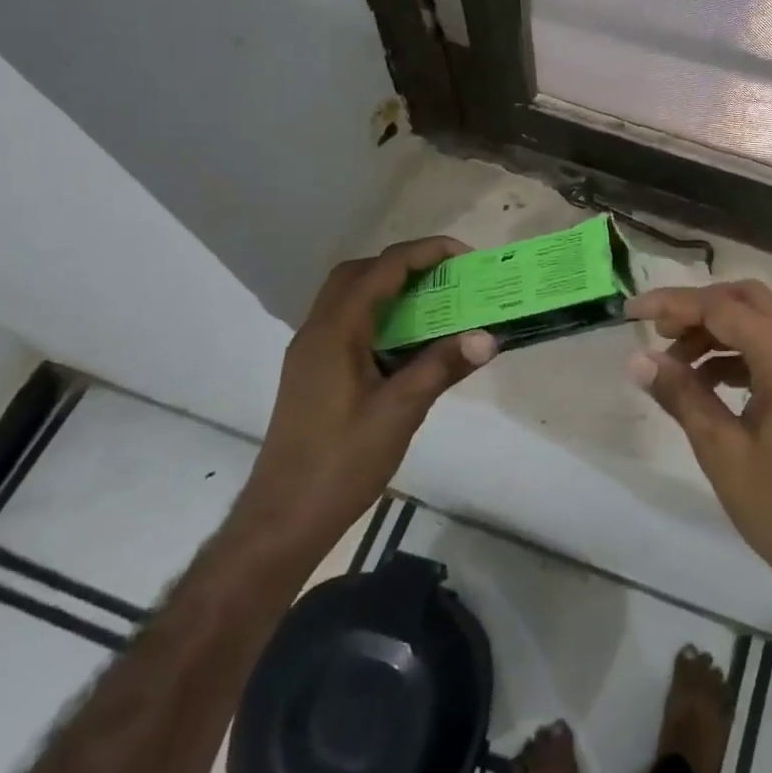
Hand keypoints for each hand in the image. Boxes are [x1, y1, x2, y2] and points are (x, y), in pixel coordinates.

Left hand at [239, 237, 495, 551]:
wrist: (283, 519)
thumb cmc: (341, 464)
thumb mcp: (399, 413)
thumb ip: (441, 368)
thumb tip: (488, 337)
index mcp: (335, 333)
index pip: (382, 270)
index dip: (424, 253)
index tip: (464, 257)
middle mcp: (316, 332)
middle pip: (358, 274)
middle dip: (403, 264)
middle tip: (446, 277)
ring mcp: (310, 354)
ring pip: (348, 298)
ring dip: (389, 289)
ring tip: (434, 303)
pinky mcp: (312, 374)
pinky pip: (347, 324)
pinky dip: (379, 316)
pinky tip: (408, 344)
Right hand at [625, 282, 771, 638]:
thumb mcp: (720, 449)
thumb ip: (681, 394)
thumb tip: (637, 359)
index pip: (726, 309)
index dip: (676, 305)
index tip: (633, 313)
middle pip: (747, 300)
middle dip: (698, 307)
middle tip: (656, 329)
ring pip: (757, 321)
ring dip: (713, 330)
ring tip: (671, 360)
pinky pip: (766, 349)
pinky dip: (731, 352)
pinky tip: (702, 378)